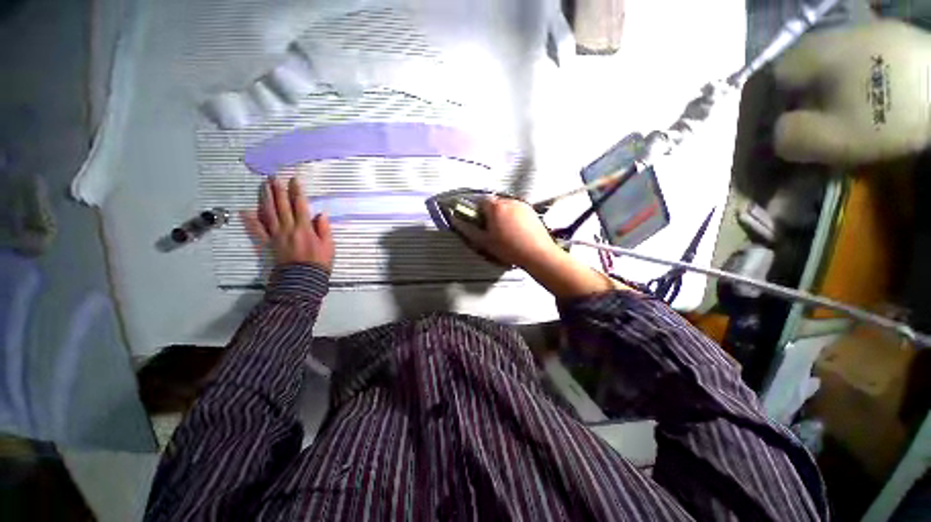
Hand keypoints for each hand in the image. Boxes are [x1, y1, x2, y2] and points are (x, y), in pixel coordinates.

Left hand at [242, 177, 334, 269]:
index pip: (300, 206)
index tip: (294, 180)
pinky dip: (251, 221)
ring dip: (266, 199)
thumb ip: (324, 229)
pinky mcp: (269, 243)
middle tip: (273, 177)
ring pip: (269, 214)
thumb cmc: (319, 263)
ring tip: (263, 186)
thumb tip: (320, 214)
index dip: (297, 192)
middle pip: (282, 206)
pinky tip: (245, 211)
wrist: (302, 279)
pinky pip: (258, 231)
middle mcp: (289, 228)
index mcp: (305, 228)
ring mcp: (276, 235)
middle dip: (278, 190)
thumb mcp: (329, 246)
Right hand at [452, 196, 561, 268]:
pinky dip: (514, 217)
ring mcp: (522, 205)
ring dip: (502, 215)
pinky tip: (517, 231)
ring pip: (506, 206)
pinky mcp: (532, 210)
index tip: (480, 224)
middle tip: (492, 230)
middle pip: (494, 203)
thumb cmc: (509, 248)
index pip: (480, 202)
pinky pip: (517, 210)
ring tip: (506, 232)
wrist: (537, 253)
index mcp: (495, 207)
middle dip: (490, 214)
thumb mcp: (484, 242)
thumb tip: (456, 221)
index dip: (478, 213)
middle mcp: (509, 201)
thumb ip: (468, 230)